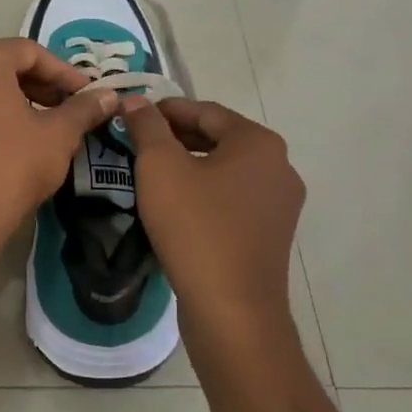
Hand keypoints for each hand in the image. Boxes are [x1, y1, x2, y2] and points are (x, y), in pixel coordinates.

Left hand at [0, 38, 118, 291]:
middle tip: (71, 109)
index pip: (32, 52)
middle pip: (5, 65)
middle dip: (42, 85)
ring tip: (48, 126)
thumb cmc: (9, 168)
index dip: (66, 73)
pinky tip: (15, 141)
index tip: (89, 95)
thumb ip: (83, 110)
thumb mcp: (57, 137)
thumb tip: (109, 96)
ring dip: (19, 100)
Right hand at [119, 98, 305, 365]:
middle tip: (135, 142)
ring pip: (225, 171)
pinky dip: (204, 193)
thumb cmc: (195, 228)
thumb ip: (147, 127)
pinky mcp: (270, 235)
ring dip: (189, 166)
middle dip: (176, 137)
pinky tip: (174, 206)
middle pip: (219, 139)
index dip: (165, 110)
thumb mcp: (160, 168)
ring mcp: (279, 204)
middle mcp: (279, 167)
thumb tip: (136, 101)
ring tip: (149, 172)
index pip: (205, 111)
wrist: (231, 310)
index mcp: (259, 143)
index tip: (132, 114)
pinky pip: (232, 200)